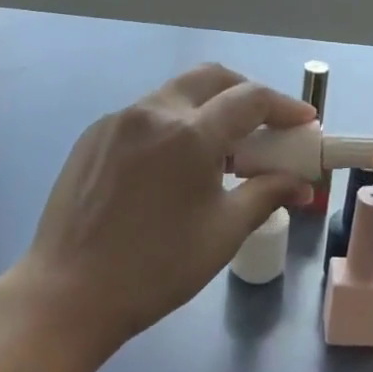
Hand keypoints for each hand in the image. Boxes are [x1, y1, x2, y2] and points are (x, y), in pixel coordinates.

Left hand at [16, 65, 314, 351]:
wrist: (67, 294)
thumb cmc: (156, 269)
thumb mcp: (222, 233)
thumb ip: (266, 194)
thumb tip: (301, 183)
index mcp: (190, 134)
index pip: (251, 99)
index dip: (284, 107)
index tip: (305, 122)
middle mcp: (154, 111)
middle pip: (212, 77)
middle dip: (246, 92)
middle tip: (265, 122)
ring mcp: (119, 119)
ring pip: (176, 93)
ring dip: (207, 107)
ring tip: (219, 149)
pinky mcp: (94, 134)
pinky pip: (145, 114)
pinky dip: (172, 124)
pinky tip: (173, 164)